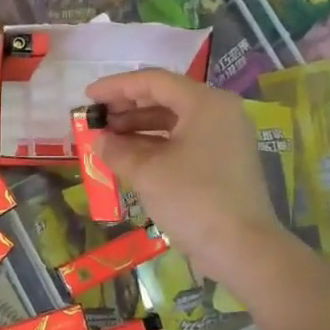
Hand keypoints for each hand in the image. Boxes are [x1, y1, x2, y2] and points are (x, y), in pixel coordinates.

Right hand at [85, 68, 279, 279]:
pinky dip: (155, 146)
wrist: (241, 248)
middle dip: (127, 107)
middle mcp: (219, 113)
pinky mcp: (223, 162)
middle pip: (166, 98)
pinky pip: (183, 142)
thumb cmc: (193, 199)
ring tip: (107, 139)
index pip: (154, 81)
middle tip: (96, 118)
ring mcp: (224, 138)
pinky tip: (130, 157)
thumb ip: (117, 149)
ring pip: (174, 122)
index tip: (88, 96)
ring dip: (138, 128)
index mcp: (205, 103)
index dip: (117, 87)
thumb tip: (98, 140)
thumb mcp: (147, 172)